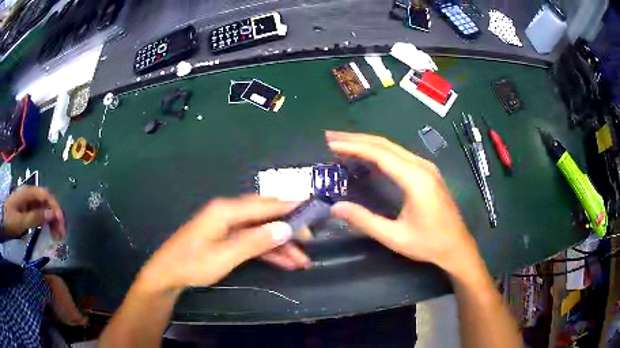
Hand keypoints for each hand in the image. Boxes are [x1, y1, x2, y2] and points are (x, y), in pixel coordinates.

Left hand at [2, 186, 65, 240]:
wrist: (3, 218)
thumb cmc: (10, 220)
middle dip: (55, 216)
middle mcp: (30, 195)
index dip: (55, 207)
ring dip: (52, 221)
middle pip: (46, 202)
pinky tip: (48, 232)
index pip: (46, 196)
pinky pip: (40, 214)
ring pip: (44, 208)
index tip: (61, 223)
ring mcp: (29, 202)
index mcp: (28, 193)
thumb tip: (52, 215)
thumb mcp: (21, 221)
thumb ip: (35, 217)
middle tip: (61, 234)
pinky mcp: (28, 210)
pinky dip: (46, 223)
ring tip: (56, 236)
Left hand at [136, 195, 295, 292]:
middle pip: (265, 216)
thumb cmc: (193, 263)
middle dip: (288, 228)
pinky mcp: (227, 238)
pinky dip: (268, 251)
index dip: (289, 206)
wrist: (168, 274)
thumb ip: (256, 241)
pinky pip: (252, 241)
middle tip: (310, 240)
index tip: (312, 207)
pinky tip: (284, 262)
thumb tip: (285, 228)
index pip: (265, 204)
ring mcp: (228, 226)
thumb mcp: (226, 255)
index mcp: (227, 210)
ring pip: (261, 231)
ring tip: (302, 260)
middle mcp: (229, 213)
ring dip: (281, 244)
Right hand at [326, 131, 480, 275]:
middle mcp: (422, 167)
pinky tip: (368, 157)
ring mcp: (427, 168)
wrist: (457, 247)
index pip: (380, 154)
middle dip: (356, 139)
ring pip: (393, 147)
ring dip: (367, 143)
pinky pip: (400, 155)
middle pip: (385, 144)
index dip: (354, 147)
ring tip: (344, 144)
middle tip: (331, 137)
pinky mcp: (428, 173)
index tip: (332, 144)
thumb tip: (335, 207)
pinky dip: (380, 152)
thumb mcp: (394, 237)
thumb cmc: (429, 243)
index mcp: (416, 179)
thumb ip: (365, 220)